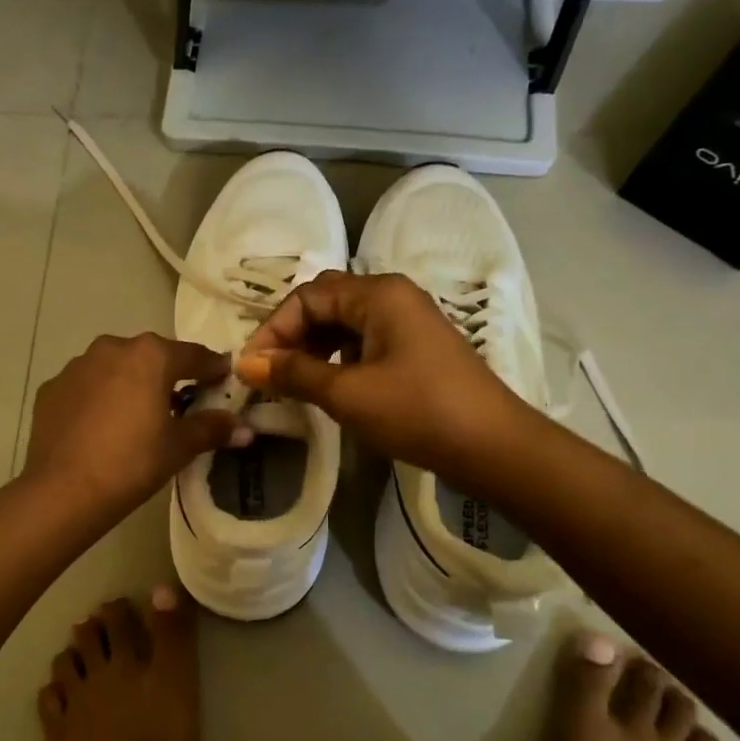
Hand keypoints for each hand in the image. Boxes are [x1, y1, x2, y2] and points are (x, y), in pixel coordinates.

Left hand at [24, 333, 249, 519]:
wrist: (64, 490)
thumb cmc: (132, 462)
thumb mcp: (179, 447)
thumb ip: (212, 429)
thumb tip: (245, 429)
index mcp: (150, 356)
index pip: (193, 355)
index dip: (212, 367)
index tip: (223, 377)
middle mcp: (112, 348)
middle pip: (151, 356)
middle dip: (168, 374)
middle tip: (180, 400)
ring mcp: (77, 366)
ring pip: (114, 368)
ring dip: (129, 383)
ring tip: (137, 414)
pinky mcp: (51, 388)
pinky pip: (85, 386)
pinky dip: (98, 398)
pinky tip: (101, 426)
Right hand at [236, 271, 524, 474]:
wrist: (493, 446)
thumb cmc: (417, 412)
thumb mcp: (347, 394)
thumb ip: (293, 374)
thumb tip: (246, 363)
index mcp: (378, 294)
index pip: (308, 297)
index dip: (274, 330)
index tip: (253, 368)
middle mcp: (393, 297)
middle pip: (326, 304)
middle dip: (292, 336)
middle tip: (270, 375)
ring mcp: (409, 322)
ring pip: (345, 325)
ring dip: (314, 349)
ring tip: (294, 384)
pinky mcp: (417, 349)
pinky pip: (365, 342)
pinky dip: (339, 360)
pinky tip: (330, 388)